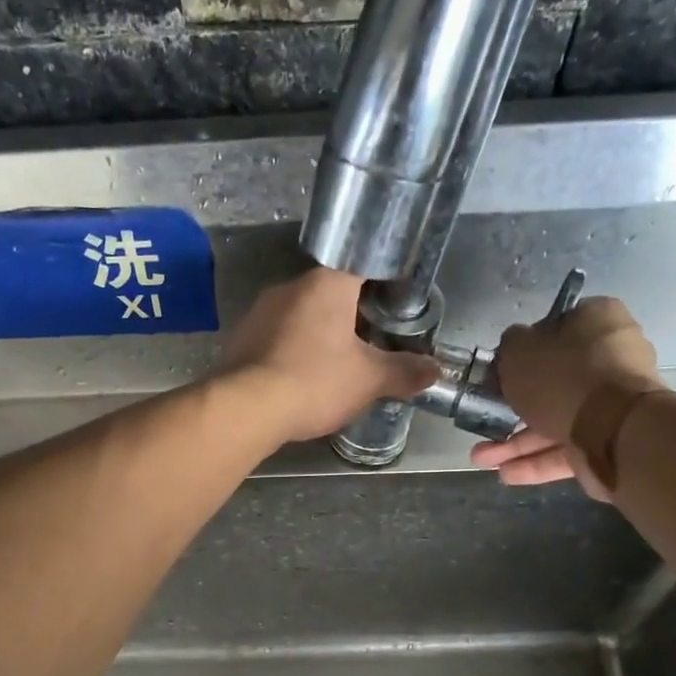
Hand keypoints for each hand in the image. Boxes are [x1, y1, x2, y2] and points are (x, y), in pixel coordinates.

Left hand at [218, 268, 439, 444]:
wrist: (247, 408)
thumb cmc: (315, 381)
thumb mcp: (368, 380)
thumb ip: (403, 371)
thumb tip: (434, 370)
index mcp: (327, 283)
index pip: (364, 267)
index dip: (384, 286)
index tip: (396, 309)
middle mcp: (290, 286)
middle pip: (331, 293)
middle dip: (352, 316)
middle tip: (371, 344)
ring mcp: (260, 311)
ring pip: (302, 316)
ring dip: (320, 335)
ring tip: (337, 364)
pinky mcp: (241, 337)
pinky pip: (277, 337)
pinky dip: (293, 351)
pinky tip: (301, 376)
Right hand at [470, 296, 663, 497]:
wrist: (613, 429)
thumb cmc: (563, 377)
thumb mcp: (519, 350)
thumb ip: (511, 345)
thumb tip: (515, 346)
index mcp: (597, 322)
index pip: (557, 329)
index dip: (526, 350)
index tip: (501, 370)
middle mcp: (611, 359)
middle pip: (554, 381)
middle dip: (514, 407)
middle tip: (485, 418)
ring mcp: (613, 403)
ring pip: (556, 420)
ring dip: (517, 442)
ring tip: (483, 459)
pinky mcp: (610, 441)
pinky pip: (567, 448)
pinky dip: (537, 461)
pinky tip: (506, 473)